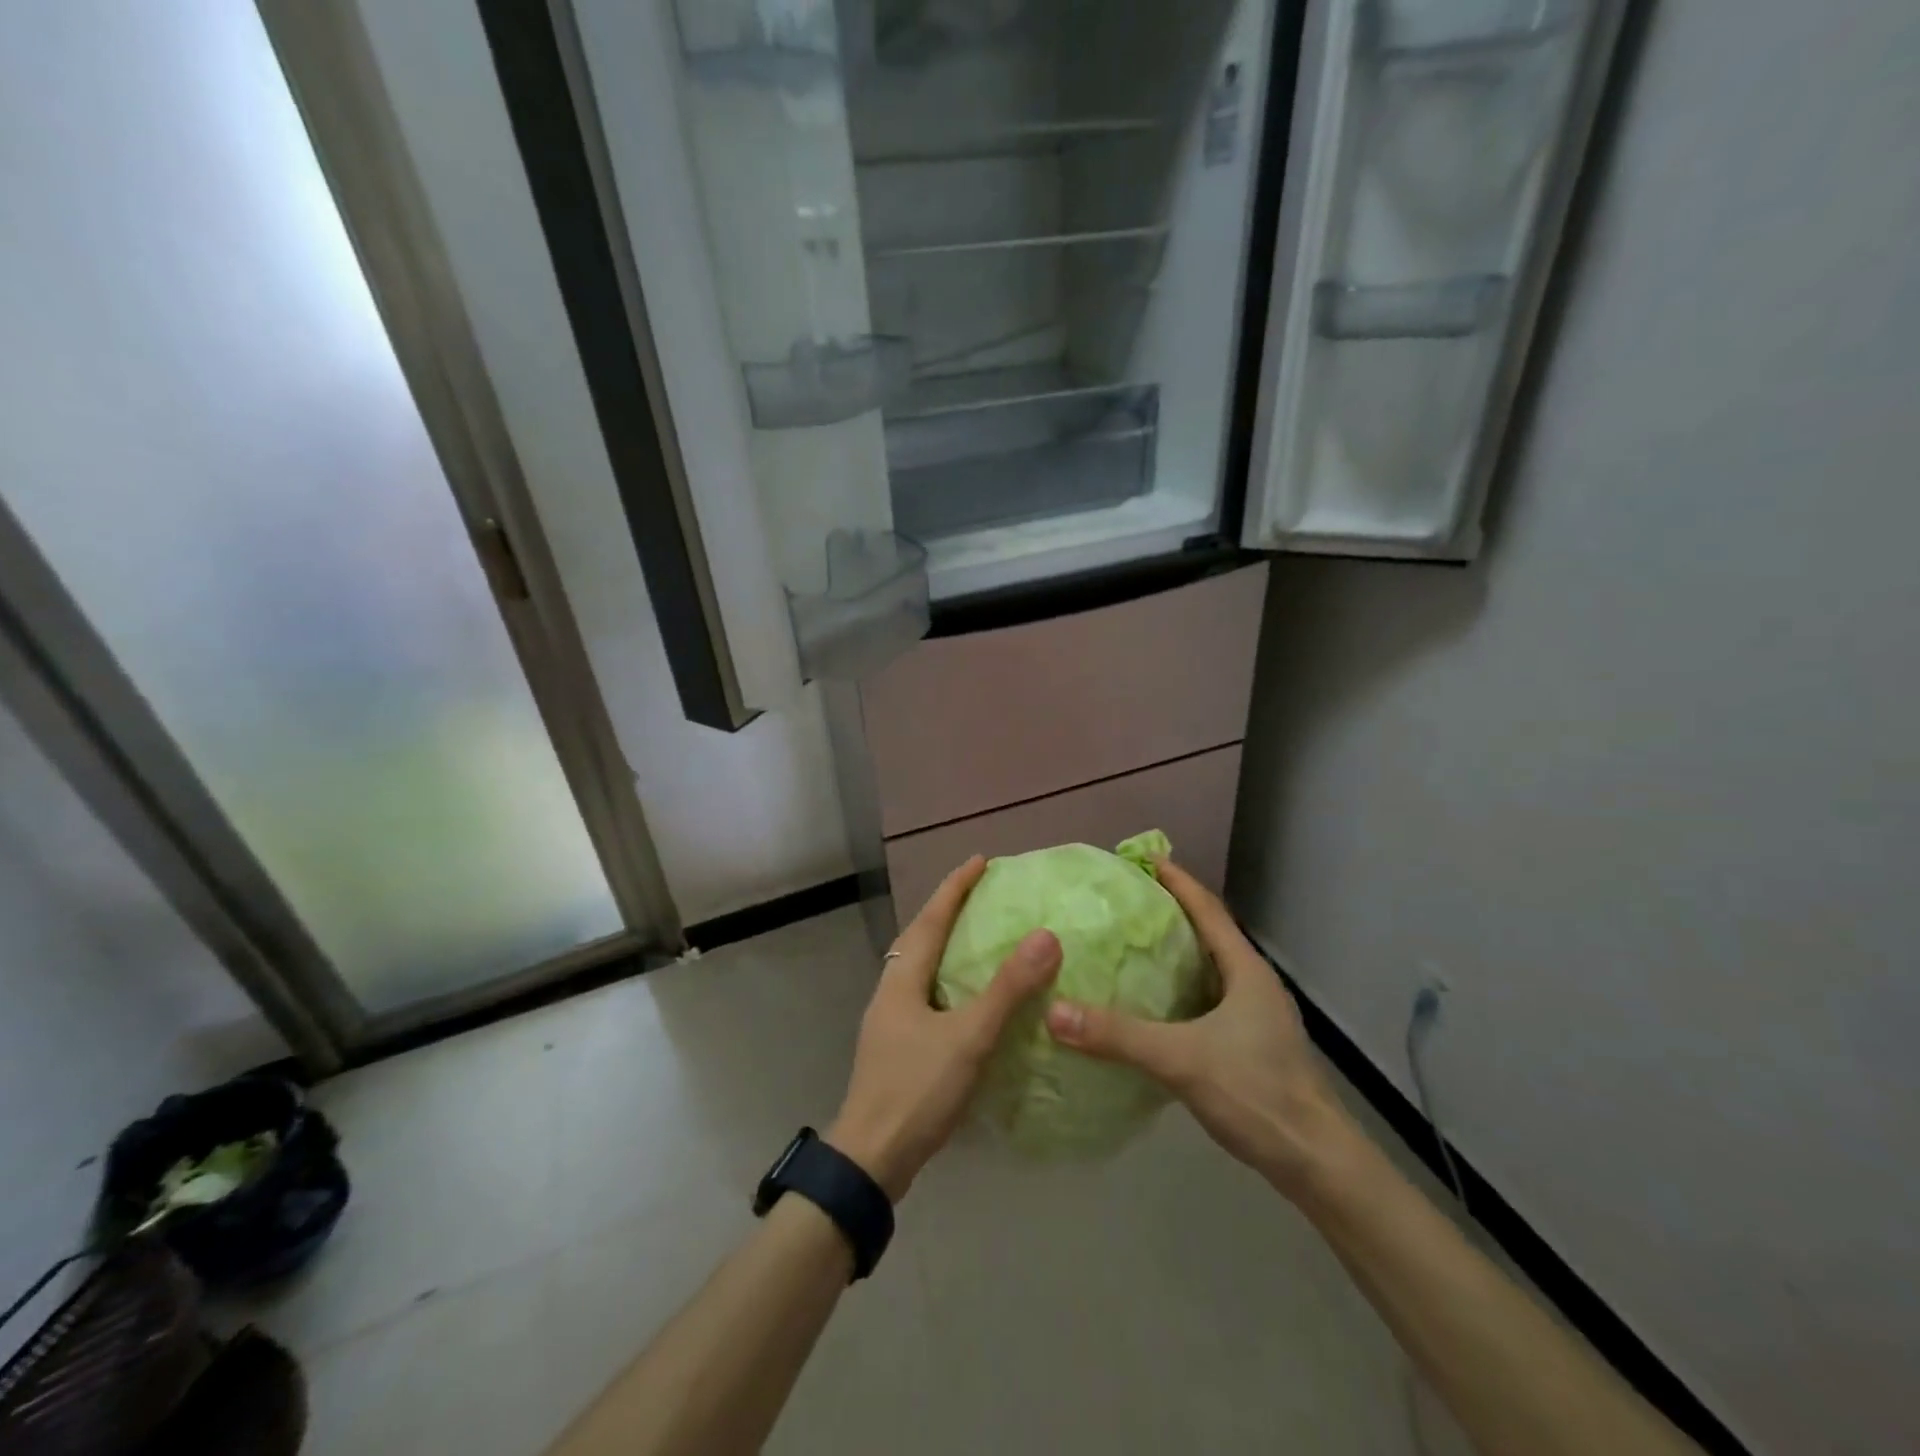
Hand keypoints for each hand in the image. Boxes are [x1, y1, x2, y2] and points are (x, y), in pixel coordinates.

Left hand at [828, 857, 1060, 1199]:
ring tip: (975, 933)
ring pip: (919, 966)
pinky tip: (965, 995)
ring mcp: (890, 1020)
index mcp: (902, 978)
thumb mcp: (968, 1037)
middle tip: (980, 892)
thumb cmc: (917, 1089)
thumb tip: (1045, 937)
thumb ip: (1007, 990)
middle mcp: (891, 990)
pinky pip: (924, 992)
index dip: (955, 887)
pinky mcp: (897, 1045)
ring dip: (944, 942)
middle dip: (947, 909)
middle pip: (919, 936)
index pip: (931, 918)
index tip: (979, 861)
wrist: (871, 1158)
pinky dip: (946, 977)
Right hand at [1044, 858, 1354, 1198]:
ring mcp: (1256, 1016)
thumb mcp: (1181, 1059)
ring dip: (1176, 952)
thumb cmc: (1256, 1093)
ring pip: (1209, 968)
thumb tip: (1054, 1012)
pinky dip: (1179, 988)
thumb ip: (1118, 1035)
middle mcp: (1253, 983)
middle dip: (1171, 912)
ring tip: (1132, 944)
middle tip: (1127, 900)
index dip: (1177, 881)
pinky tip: (1152, 1003)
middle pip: (1209, 933)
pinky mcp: (1252, 1044)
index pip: (1207, 909)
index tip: (1144, 858)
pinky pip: (1208, 998)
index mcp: (1245, 970)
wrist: (1316, 1163)